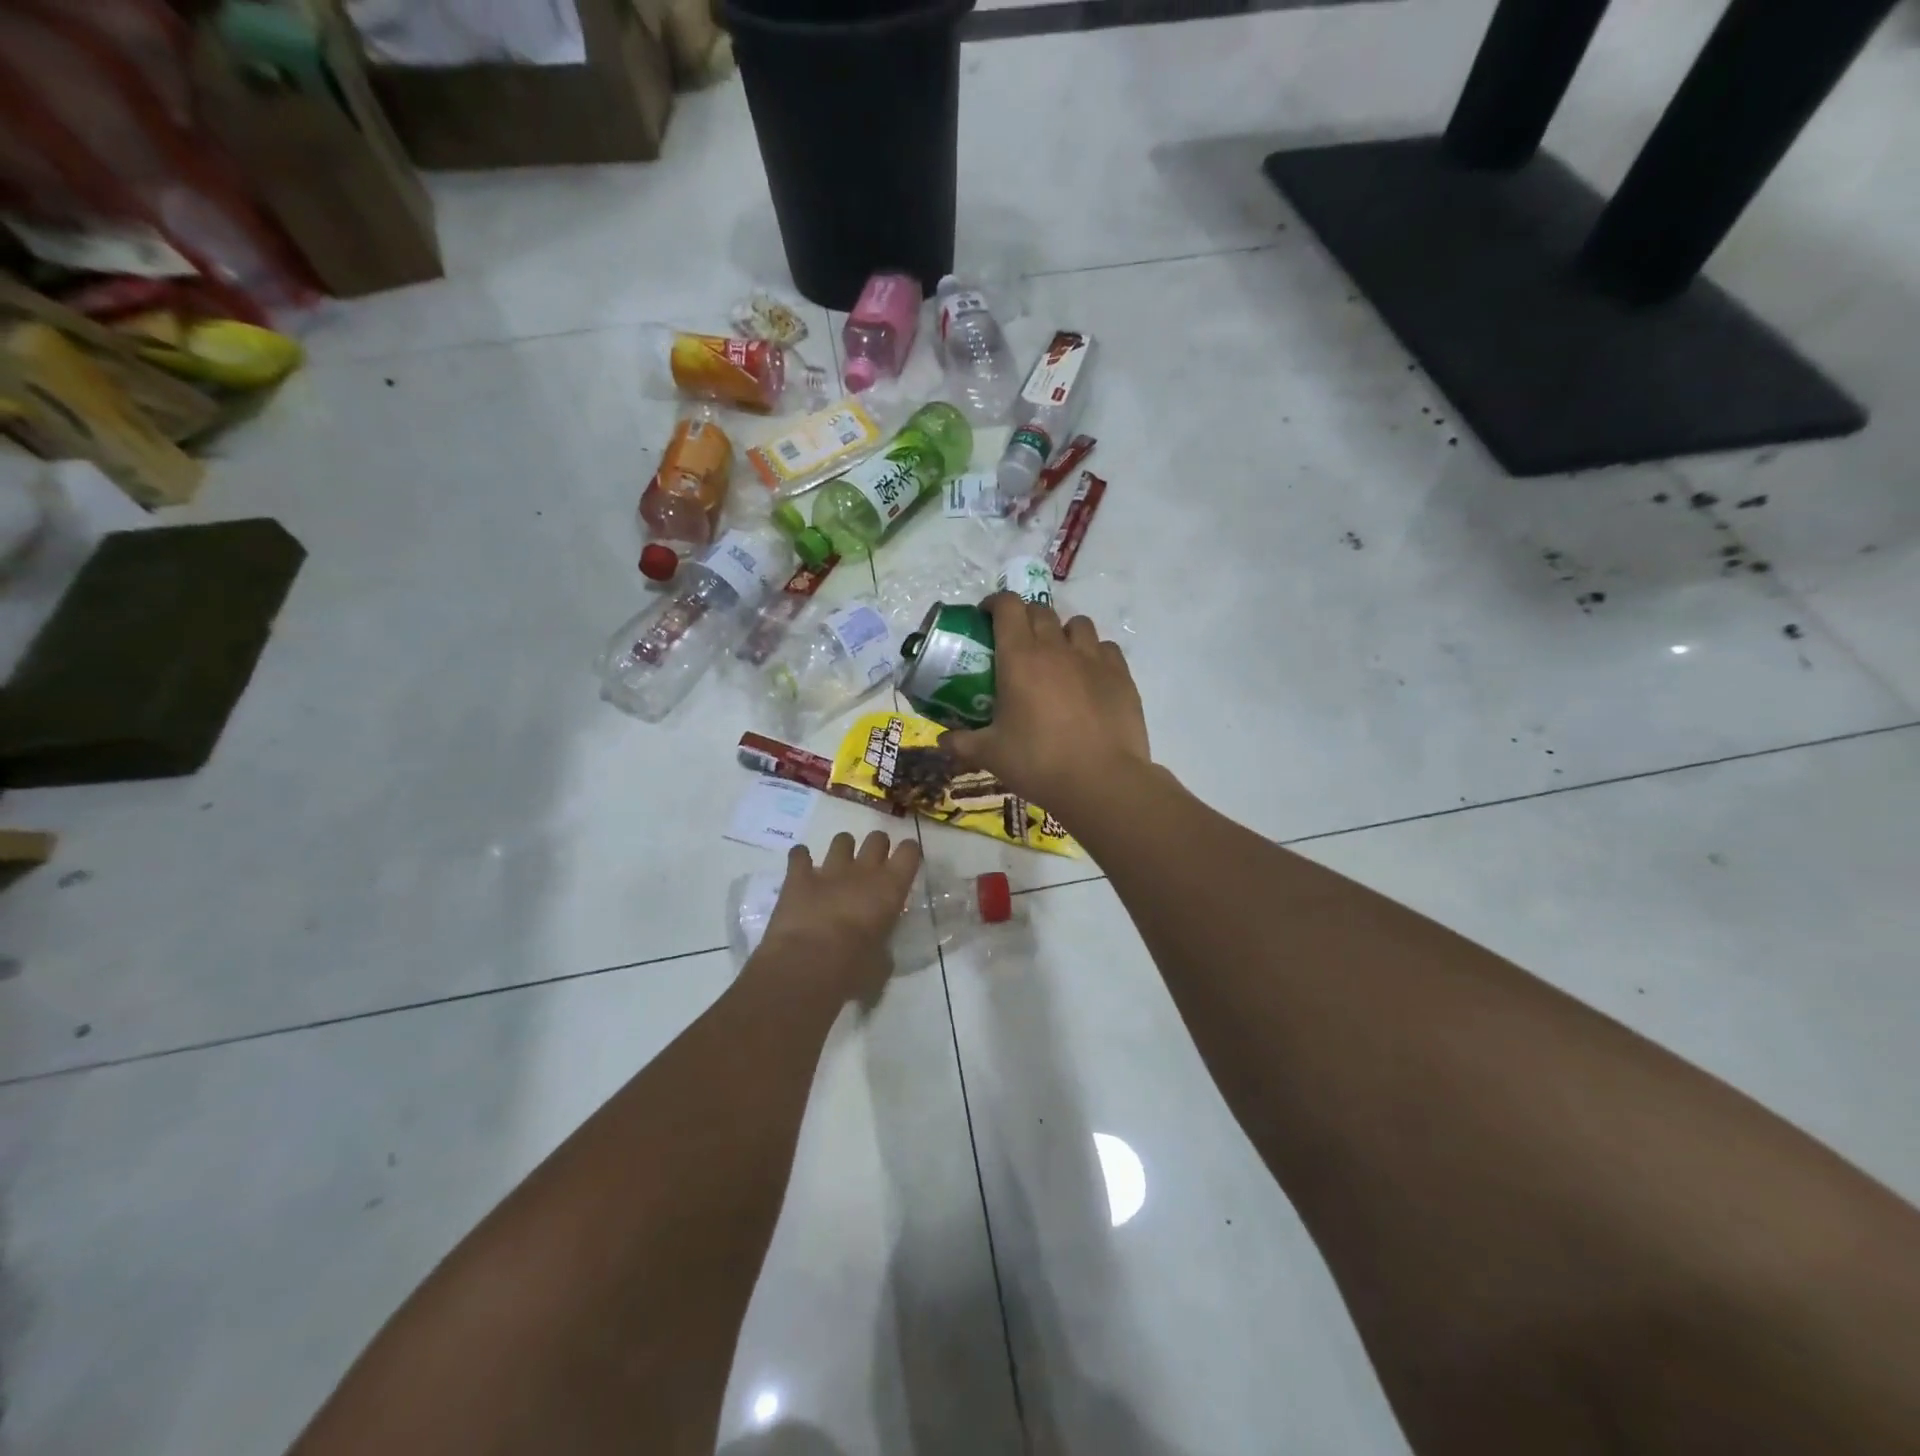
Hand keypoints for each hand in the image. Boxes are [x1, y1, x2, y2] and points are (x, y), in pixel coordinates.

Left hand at [755, 831, 922, 1001]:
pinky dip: (800, 859)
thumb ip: (882, 949)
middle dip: (876, 847)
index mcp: (891, 888)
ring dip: (842, 850)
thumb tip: (877, 950)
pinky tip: (801, 868)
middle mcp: (863, 871)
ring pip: (841, 840)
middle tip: (872, 866)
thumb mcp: (881, 965)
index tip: (906, 861)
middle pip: (877, 838)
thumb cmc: (853, 969)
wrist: (807, 965)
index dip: (909, 853)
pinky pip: (799, 854)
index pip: (910, 852)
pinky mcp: (798, 877)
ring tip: (838, 866)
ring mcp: (829, 870)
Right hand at [942, 594, 1150, 819]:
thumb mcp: (991, 755)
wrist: (1101, 781)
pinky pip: (1105, 648)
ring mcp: (1093, 659)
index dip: (995, 603)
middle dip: (1025, 618)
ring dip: (1062, 632)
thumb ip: (963, 743)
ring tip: (1057, 656)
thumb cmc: (1038, 763)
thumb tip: (942, 741)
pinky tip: (1088, 676)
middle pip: (1040, 611)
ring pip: (1077, 625)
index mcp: (1020, 657)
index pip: (1008, 606)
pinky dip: (1093, 653)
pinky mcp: (1121, 675)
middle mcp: (1057, 648)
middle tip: (1016, 642)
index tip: (986, 616)